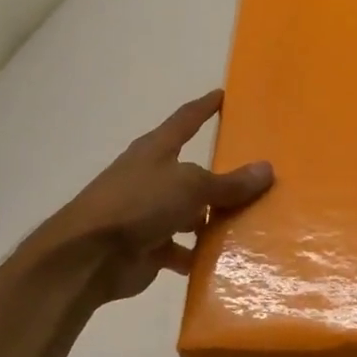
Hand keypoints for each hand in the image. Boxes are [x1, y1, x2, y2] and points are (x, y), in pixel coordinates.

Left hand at [47, 90, 272, 303]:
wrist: (88, 256)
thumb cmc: (139, 204)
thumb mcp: (191, 186)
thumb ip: (229, 183)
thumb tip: (267, 169)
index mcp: (156, 150)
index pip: (185, 120)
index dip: (204, 107)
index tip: (223, 95)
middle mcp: (152, 178)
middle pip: (193, 173)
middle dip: (220, 178)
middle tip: (257, 179)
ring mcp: (148, 214)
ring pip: (190, 214)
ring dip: (212, 221)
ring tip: (250, 225)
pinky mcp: (147, 248)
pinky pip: (181, 249)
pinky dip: (198, 255)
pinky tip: (224, 261)